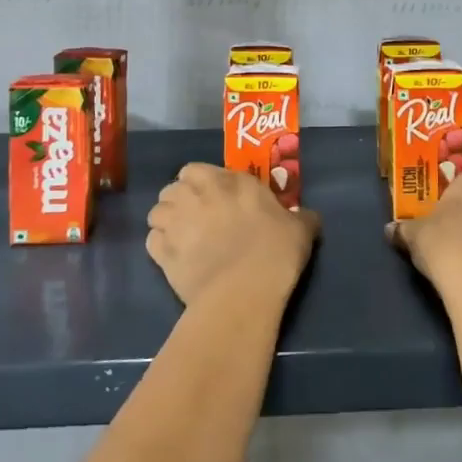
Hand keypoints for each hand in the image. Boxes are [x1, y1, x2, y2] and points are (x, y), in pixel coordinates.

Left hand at [146, 163, 320, 308]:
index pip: (199, 169)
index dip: (203, 183)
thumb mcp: (300, 230)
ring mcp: (177, 221)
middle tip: (194, 217)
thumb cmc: (275, 253)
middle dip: (180, 198)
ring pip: (157, 211)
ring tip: (180, 237)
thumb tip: (309, 217)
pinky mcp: (162, 252)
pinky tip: (172, 257)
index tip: (214, 198)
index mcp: (231, 181)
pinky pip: (152, 240)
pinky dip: (159, 246)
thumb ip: (302, 218)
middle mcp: (199, 193)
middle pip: (173, 186)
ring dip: (166, 220)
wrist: (244, 291)